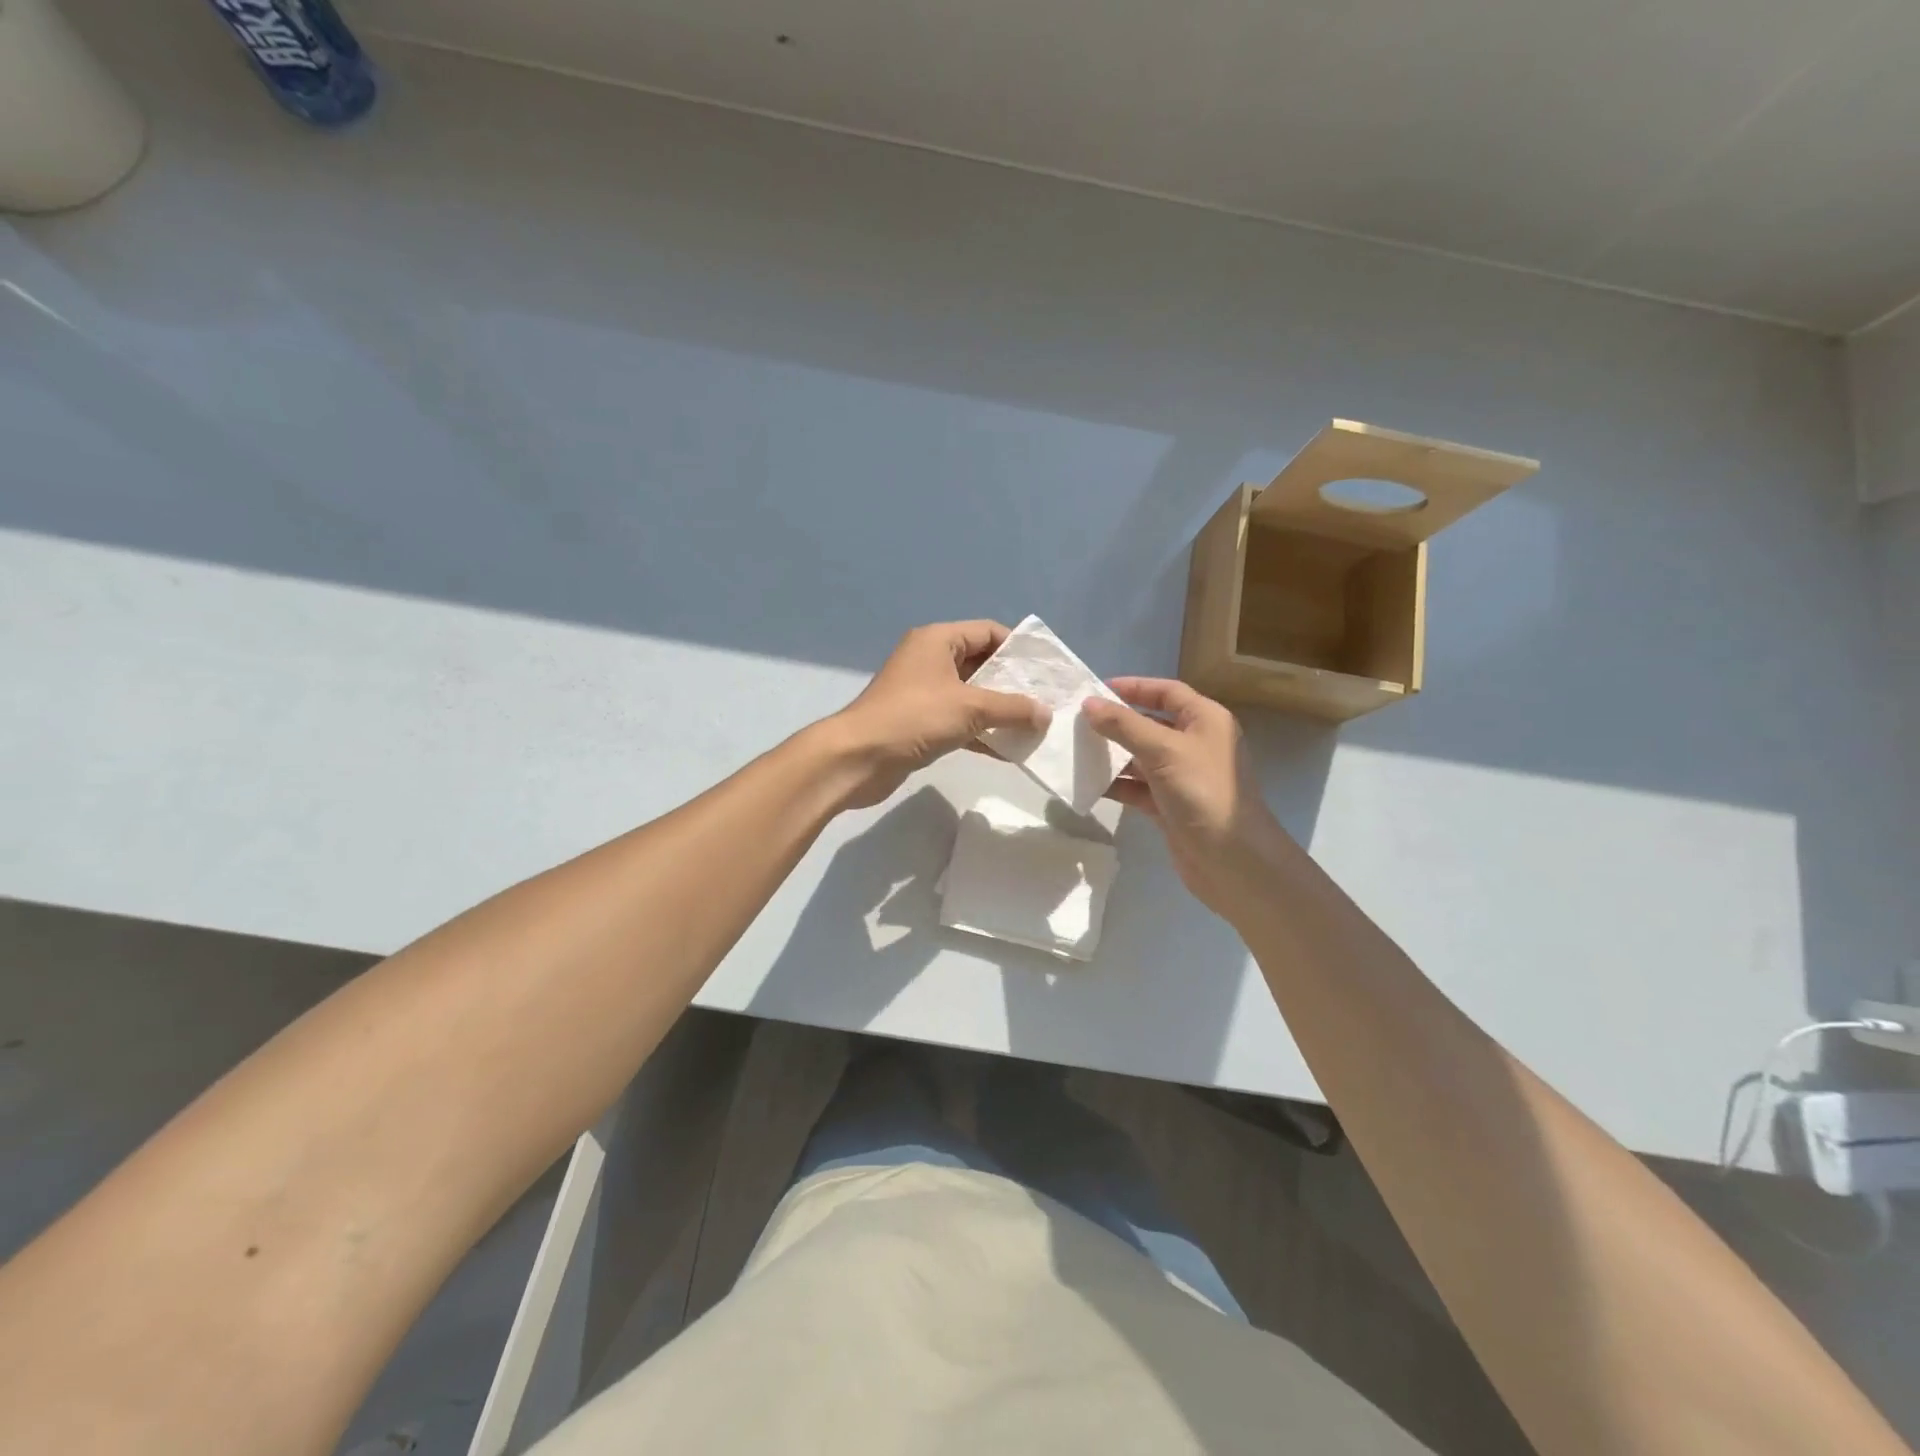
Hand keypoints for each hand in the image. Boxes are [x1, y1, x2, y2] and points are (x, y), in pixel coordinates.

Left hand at [823, 620, 1049, 809]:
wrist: (859, 758)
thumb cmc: (914, 717)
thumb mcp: (971, 707)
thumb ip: (1013, 708)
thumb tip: (1046, 713)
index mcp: (938, 641)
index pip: (988, 632)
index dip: (1019, 648)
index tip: (1047, 670)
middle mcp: (930, 660)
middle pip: (982, 664)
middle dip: (1014, 683)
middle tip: (1047, 700)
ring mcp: (923, 693)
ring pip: (972, 696)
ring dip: (1000, 711)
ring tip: (1035, 726)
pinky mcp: (920, 723)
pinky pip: (960, 721)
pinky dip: (982, 732)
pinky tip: (1009, 750)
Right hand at [1082, 678, 1294, 916]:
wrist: (1233, 861)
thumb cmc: (1203, 792)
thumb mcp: (1163, 751)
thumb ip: (1124, 726)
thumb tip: (1089, 704)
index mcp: (1205, 720)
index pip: (1166, 692)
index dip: (1134, 687)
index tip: (1096, 690)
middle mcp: (1195, 744)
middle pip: (1150, 724)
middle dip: (1116, 723)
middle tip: (1077, 722)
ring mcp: (1182, 777)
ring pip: (1140, 757)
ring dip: (1112, 755)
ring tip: (1075, 751)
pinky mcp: (1170, 806)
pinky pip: (1137, 787)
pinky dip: (1116, 784)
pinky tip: (1088, 784)